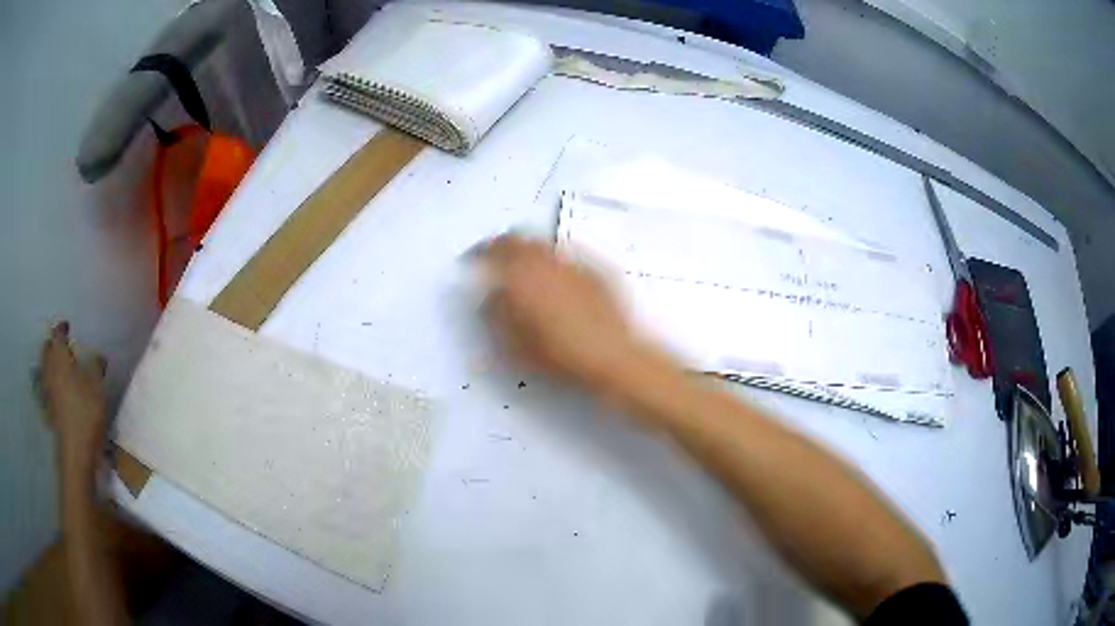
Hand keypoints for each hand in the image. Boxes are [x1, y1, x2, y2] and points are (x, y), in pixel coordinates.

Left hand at [36, 322, 109, 475]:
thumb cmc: (86, 413)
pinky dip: (52, 383)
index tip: (68, 326)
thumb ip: (96, 366)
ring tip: (59, 366)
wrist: (76, 452)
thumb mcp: (97, 386)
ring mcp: (47, 390)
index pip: (58, 334)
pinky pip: (47, 387)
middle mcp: (49, 369)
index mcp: (59, 357)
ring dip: (50, 364)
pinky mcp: (49, 409)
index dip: (62, 328)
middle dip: (52, 345)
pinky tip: (58, 389)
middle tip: (61, 345)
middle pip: (47, 349)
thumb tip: (97, 356)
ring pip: (45, 368)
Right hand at [478, 235, 645, 390]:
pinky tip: (561, 282)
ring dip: (533, 253)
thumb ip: (495, 312)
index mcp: (522, 273)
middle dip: (507, 247)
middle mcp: (548, 259)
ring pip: (547, 246)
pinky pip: (571, 259)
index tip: (474, 260)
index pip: (494, 248)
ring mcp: (576, 263)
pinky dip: (559, 264)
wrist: (611, 356)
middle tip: (500, 261)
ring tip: (529, 272)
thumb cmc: (558, 354)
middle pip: (522, 239)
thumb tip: (490, 296)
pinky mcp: (599, 271)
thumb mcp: (512, 342)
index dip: (480, 252)